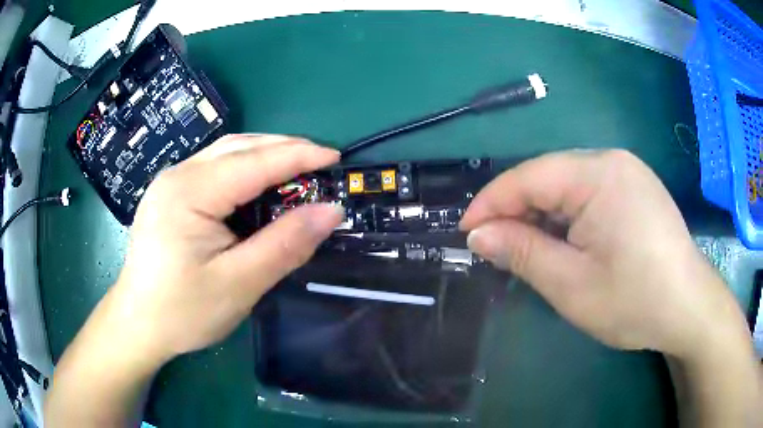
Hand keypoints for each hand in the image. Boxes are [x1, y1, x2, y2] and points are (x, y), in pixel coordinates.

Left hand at [98, 134, 342, 363]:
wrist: (138, 325)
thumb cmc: (183, 311)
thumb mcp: (239, 284)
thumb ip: (285, 245)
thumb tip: (330, 212)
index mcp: (190, 191)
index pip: (256, 161)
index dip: (300, 156)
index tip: (336, 157)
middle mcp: (177, 174)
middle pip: (239, 147)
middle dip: (283, 149)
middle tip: (320, 164)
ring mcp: (170, 182)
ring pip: (225, 154)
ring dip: (264, 157)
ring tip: (296, 171)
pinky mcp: (169, 195)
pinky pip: (213, 169)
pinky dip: (243, 171)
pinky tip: (256, 188)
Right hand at [460, 149, 748, 359]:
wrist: (688, 308)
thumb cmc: (635, 300)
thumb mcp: (572, 285)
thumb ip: (523, 253)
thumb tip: (479, 235)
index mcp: (598, 174)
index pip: (529, 177)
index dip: (491, 203)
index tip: (465, 232)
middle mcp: (612, 161)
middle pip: (548, 177)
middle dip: (517, 211)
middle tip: (494, 247)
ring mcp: (627, 173)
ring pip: (567, 186)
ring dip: (542, 215)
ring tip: (525, 248)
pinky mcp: (635, 188)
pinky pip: (588, 193)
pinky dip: (567, 216)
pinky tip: (563, 242)